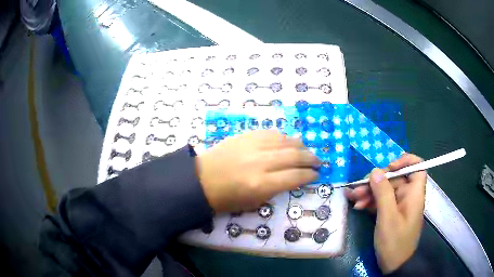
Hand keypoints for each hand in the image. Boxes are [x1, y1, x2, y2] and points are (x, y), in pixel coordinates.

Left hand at [195, 130, 319, 212]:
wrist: (202, 179)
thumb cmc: (227, 198)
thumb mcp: (254, 202)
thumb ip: (276, 189)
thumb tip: (293, 178)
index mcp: (262, 184)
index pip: (295, 177)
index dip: (309, 175)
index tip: (315, 175)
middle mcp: (261, 162)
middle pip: (295, 156)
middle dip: (310, 159)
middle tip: (318, 162)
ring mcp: (253, 146)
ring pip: (286, 141)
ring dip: (301, 146)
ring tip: (307, 151)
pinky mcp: (246, 136)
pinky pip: (271, 133)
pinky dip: (284, 137)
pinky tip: (289, 141)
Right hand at [345, 153, 426, 272]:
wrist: (393, 265)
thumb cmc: (395, 242)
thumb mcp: (388, 218)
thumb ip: (383, 193)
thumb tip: (375, 171)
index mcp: (414, 193)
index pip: (417, 167)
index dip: (405, 161)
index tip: (389, 167)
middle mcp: (407, 195)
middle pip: (394, 178)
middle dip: (376, 182)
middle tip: (358, 188)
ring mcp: (398, 204)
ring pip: (384, 189)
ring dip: (369, 192)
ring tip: (353, 197)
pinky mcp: (390, 212)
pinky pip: (380, 201)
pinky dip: (369, 202)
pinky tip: (357, 206)